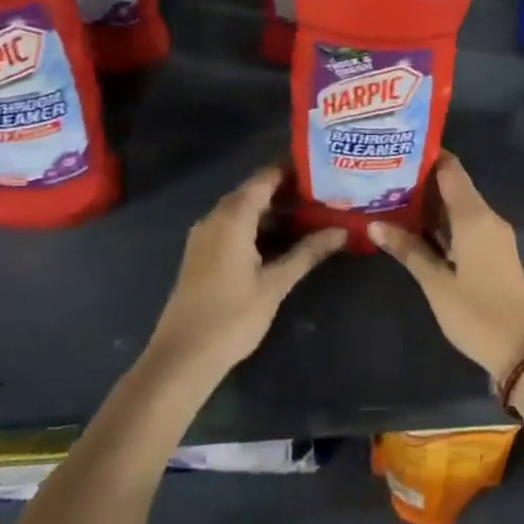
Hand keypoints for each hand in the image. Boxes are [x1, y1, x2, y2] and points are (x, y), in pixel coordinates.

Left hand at [145, 165, 346, 387]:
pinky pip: (233, 226)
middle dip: (286, 189)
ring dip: (272, 210)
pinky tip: (281, 239)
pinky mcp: (202, 254)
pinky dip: (257, 225)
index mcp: (232, 217)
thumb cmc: (232, 317)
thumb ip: (308, 253)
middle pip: (254, 192)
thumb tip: (342, 230)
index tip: (321, 166)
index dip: (291, 169)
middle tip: (323, 190)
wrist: (182, 358)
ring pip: (243, 210)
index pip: (265, 178)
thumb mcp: (275, 284)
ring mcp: (205, 236)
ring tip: (310, 212)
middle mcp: (215, 218)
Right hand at [368, 152, 523, 379]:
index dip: (427, 156)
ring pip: (459, 206)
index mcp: (474, 216)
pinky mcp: (495, 253)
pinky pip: (466, 224)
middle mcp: (487, 217)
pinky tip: (418, 228)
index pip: (451, 169)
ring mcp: (494, 236)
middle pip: (454, 185)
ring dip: (431, 203)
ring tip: (393, 198)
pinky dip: (443, 222)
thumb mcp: (436, 282)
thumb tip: (374, 224)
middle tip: (385, 176)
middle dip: (422, 180)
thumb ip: (408, 249)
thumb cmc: (477, 313)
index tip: (397, 150)